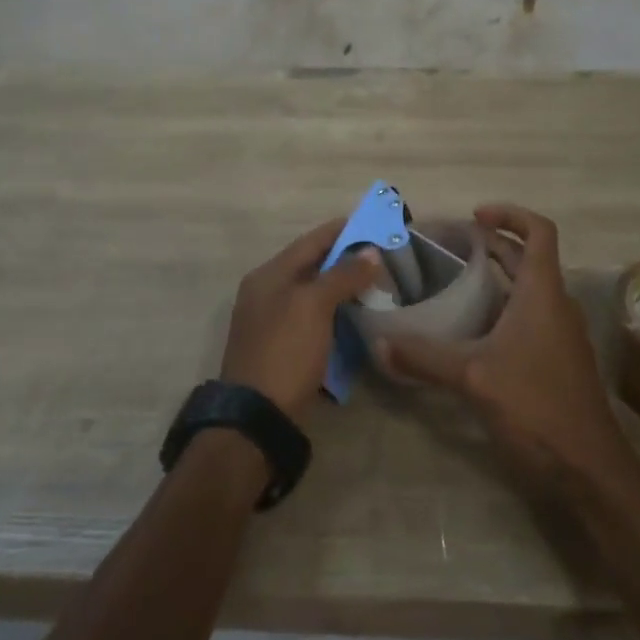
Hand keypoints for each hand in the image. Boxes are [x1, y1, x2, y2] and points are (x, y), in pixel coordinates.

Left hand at [222, 219, 381, 422]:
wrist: (256, 417)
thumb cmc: (285, 352)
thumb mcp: (314, 307)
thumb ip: (342, 275)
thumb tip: (371, 251)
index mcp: (269, 275)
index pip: (311, 240)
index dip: (343, 229)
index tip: (376, 222)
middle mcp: (267, 291)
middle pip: (312, 264)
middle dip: (347, 257)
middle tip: (383, 254)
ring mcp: (272, 320)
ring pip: (314, 291)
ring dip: (343, 284)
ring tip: (377, 281)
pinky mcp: (282, 346)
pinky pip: (313, 316)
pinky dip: (335, 310)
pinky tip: (357, 313)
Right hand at [376, 204, 633, 489]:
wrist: (589, 469)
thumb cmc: (536, 406)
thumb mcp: (474, 378)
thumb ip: (425, 358)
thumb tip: (380, 344)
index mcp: (543, 292)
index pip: (539, 231)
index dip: (510, 214)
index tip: (475, 216)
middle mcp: (556, 304)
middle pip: (528, 258)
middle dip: (493, 246)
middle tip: (450, 247)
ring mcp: (560, 334)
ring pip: (528, 290)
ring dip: (496, 279)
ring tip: (454, 283)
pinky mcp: (557, 360)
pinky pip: (529, 318)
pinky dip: (501, 310)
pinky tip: (471, 332)